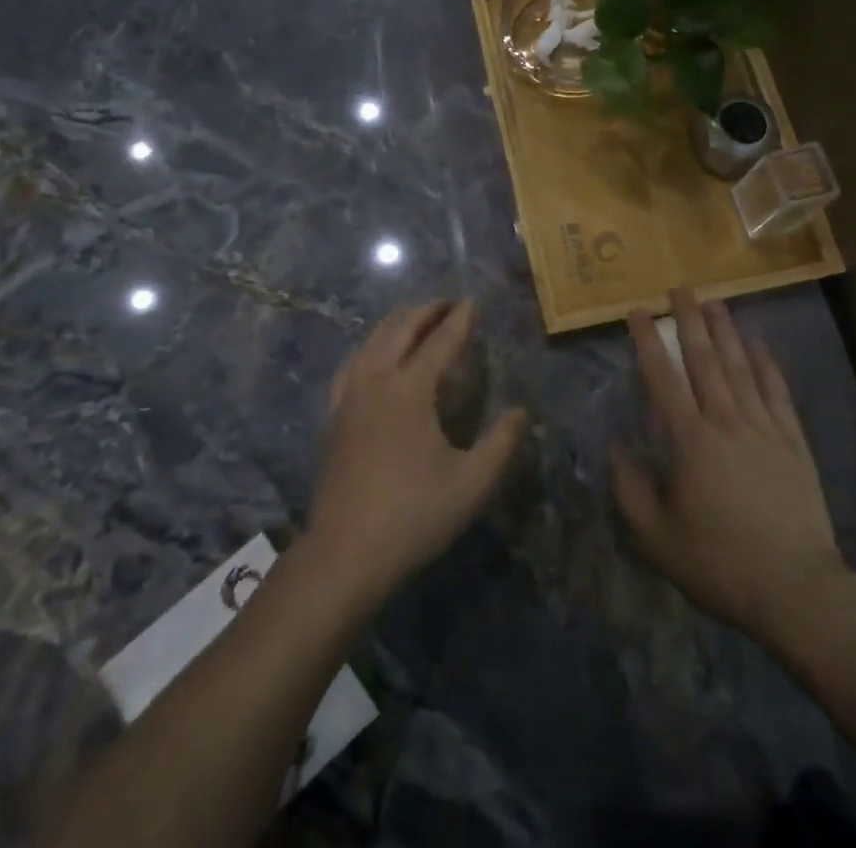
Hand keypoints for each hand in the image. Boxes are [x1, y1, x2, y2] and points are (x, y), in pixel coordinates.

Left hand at [309, 300, 528, 601]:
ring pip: (372, 339)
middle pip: (400, 328)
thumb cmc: (413, 516)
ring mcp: (349, 396)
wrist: (344, 554)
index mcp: (410, 390)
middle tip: (448, 303)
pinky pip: (352, 363)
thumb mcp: (471, 484)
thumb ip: (501, 444)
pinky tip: (375, 355)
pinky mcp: (334, 415)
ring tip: (416, 318)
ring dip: (398, 322)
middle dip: (426, 310)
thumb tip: (520, 412)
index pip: (440, 341)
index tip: (473, 300)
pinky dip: (370, 346)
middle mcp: (376, 380)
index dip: (460, 320)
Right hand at [610, 289, 848, 645]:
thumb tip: (616, 448)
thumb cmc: (719, 562)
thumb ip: (630, 489)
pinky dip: (768, 364)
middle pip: (705, 359)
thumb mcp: (657, 538)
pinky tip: (760, 344)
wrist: (795, 589)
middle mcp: (726, 421)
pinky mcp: (793, 442)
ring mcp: (764, 428)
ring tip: (714, 301)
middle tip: (680, 288)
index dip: (648, 340)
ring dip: (726, 332)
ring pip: (741, 367)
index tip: (639, 310)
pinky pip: (777, 392)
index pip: (662, 377)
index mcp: (690, 440)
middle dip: (689, 320)